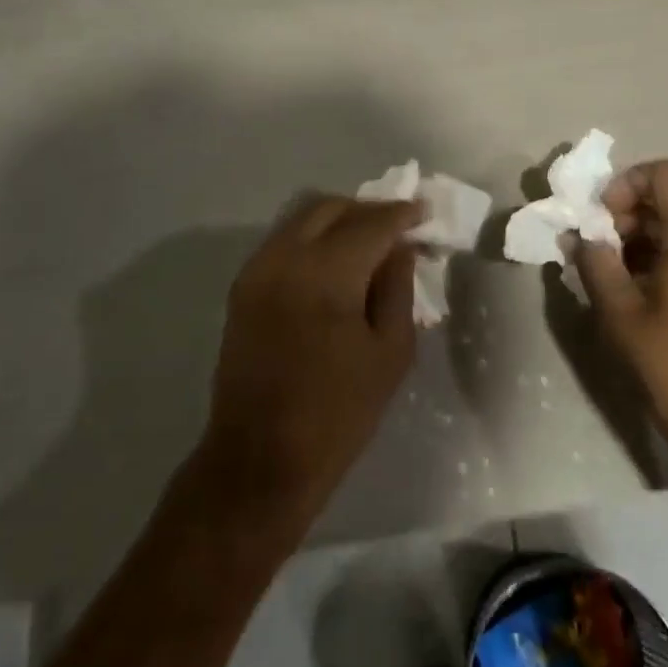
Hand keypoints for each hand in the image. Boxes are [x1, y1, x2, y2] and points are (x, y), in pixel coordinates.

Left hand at [195, 195, 422, 541]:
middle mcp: (286, 258)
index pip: (371, 223)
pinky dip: (312, 238)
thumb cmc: (338, 413)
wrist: (260, 459)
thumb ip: (398, 288)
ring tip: (367, 243)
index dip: (401, 214)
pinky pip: (283, 241)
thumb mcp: (390, 353)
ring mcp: (258, 270)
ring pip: (302, 218)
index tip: (424, 213)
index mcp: (326, 274)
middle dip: (368, 211)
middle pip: (331, 207)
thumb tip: (401, 248)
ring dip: (338, 220)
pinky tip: (333, 263)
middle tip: (397, 229)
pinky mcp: (242, 287)